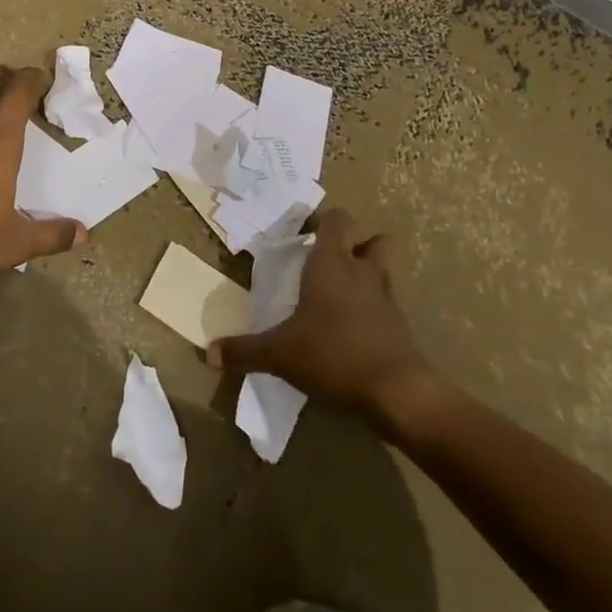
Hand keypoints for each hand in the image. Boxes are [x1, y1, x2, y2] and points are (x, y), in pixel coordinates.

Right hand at [207, 208, 445, 441]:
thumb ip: (244, 351)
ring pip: (384, 270)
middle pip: (373, 239)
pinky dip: (374, 310)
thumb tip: (208, 353)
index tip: (302, 236)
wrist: (399, 392)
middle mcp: (363, 272)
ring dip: (367, 275)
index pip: (337, 219)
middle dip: (355, 245)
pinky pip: (388, 305)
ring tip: (341, 296)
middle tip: (328, 263)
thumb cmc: (334, 354)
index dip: (322, 221)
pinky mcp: (403, 326)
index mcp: (332, 263)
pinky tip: (355, 331)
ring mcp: (388, 298)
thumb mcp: (280, 354)